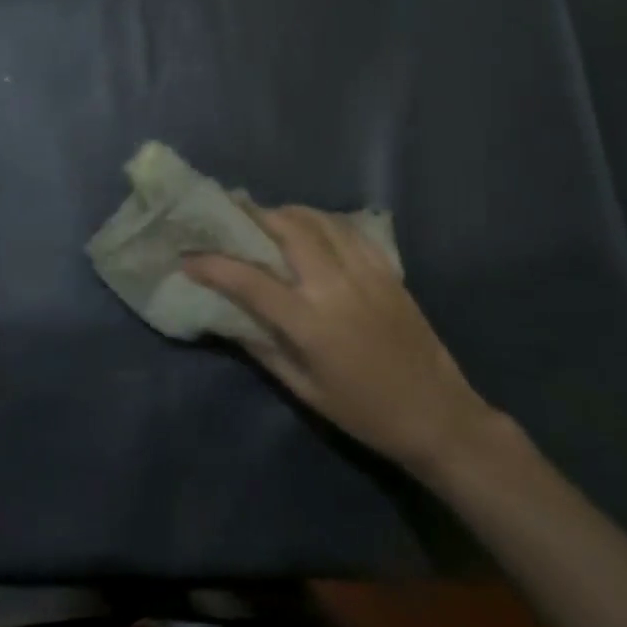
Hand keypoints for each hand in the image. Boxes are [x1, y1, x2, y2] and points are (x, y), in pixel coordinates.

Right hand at [185, 206, 498, 477]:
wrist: (438, 415)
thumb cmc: (364, 412)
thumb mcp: (304, 390)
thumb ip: (263, 348)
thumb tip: (225, 318)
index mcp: (310, 322)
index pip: (249, 280)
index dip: (213, 265)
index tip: (188, 258)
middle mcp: (335, 286)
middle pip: (286, 229)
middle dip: (251, 216)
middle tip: (228, 215)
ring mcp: (364, 272)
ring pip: (318, 220)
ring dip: (286, 212)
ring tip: (266, 217)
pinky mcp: (386, 270)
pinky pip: (348, 229)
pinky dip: (321, 220)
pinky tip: (311, 226)